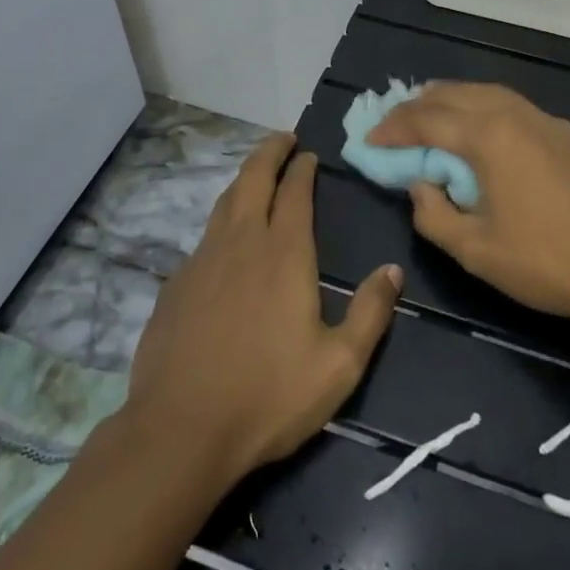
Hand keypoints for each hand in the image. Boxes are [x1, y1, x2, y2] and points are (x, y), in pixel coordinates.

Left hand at [123, 133, 403, 487]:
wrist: (180, 431)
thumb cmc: (269, 396)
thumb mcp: (339, 364)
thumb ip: (371, 312)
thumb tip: (393, 270)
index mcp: (284, 254)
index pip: (295, 193)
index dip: (302, 169)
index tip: (308, 154)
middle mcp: (241, 244)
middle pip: (252, 180)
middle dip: (269, 152)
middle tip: (283, 139)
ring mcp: (202, 262)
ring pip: (224, 203)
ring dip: (243, 181)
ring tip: (256, 176)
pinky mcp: (176, 286)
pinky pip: (204, 238)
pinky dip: (222, 222)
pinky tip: (226, 242)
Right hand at [369, 82, 569, 321]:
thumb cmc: (542, 261)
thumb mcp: (473, 249)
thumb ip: (433, 214)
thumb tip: (422, 185)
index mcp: (489, 137)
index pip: (427, 121)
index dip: (393, 129)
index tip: (368, 141)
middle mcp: (515, 115)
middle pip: (455, 95)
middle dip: (417, 105)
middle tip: (392, 123)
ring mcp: (545, 120)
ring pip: (486, 92)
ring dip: (451, 99)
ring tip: (428, 113)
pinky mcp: (565, 134)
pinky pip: (512, 105)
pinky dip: (482, 106)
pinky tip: (478, 127)